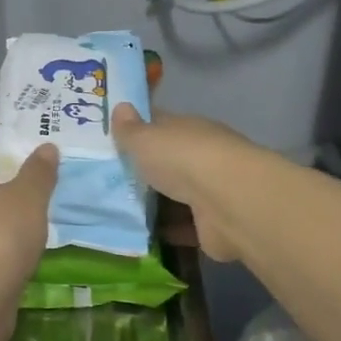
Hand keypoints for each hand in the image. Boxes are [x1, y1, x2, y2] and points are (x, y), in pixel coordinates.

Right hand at [112, 104, 261, 262]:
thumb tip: (120, 106)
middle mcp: (202, 155)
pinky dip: (169, 229)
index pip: (160, 124)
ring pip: (178, 193)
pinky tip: (143, 234)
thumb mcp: (145, 139)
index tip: (114, 138)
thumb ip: (129, 129)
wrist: (228, 202)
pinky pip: (184, 225)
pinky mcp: (213, 223)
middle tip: (112, 179)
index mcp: (187, 128)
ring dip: (157, 201)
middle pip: (169, 160)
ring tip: (122, 210)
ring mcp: (210, 190)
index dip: (138, 129)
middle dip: (147, 169)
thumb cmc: (182, 159)